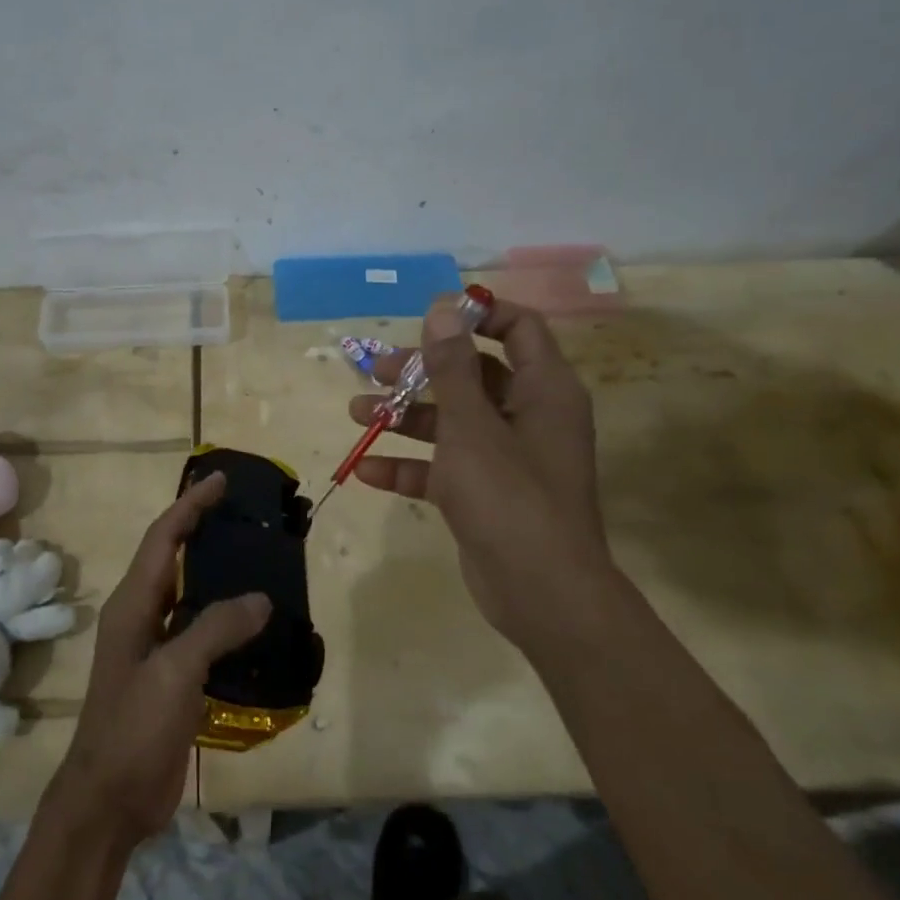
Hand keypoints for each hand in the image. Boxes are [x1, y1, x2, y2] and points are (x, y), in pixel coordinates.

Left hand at [45, 473, 270, 846]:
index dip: (190, 505)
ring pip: (191, 596)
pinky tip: (257, 623)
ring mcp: (155, 648)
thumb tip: (261, 599)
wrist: (109, 801)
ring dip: (218, 573)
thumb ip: (217, 628)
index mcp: (133, 604)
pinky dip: (228, 619)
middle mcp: (142, 616)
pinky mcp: (172, 677)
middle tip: (244, 513)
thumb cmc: (133, 727)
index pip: (164, 538)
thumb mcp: (174, 672)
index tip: (219, 479)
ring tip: (258, 558)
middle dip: (203, 529)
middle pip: (174, 558)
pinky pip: (203, 633)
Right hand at [349, 295, 615, 646]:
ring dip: (405, 417)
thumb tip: (444, 306)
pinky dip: (409, 466)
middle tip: (376, 371)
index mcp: (543, 390)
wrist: (541, 593)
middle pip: (473, 375)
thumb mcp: (471, 425)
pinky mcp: (485, 494)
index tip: (431, 316)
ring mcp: (506, 458)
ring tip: (356, 413)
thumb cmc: (509, 495)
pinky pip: (443, 467)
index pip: (518, 328)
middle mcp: (528, 416)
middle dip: (422, 371)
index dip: (478, 314)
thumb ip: (453, 366)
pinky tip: (365, 469)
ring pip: (452, 421)